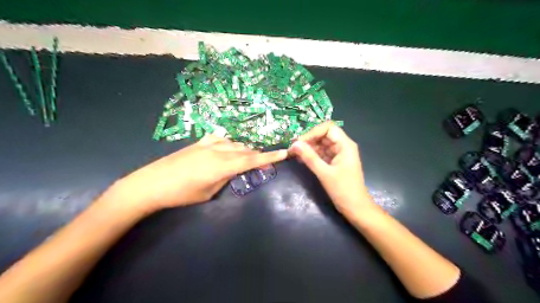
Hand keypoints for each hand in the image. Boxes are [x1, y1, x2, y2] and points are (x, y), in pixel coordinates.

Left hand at [100, 135, 286, 214]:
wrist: (150, 184)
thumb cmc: (181, 195)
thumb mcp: (208, 192)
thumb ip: (225, 178)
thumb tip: (235, 170)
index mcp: (222, 166)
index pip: (252, 160)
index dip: (270, 157)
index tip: (284, 153)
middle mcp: (218, 151)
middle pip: (245, 150)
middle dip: (257, 156)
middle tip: (264, 164)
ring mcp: (207, 145)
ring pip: (234, 143)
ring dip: (244, 150)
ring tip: (246, 159)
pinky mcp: (198, 143)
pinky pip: (220, 139)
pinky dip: (229, 143)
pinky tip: (227, 148)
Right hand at [288, 121, 373, 216]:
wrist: (355, 208)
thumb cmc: (343, 190)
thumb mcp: (324, 173)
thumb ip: (309, 157)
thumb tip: (294, 144)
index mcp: (345, 145)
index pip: (328, 128)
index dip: (313, 132)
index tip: (299, 142)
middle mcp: (343, 146)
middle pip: (324, 135)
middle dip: (308, 140)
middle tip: (293, 148)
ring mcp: (338, 154)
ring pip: (321, 144)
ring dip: (308, 148)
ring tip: (294, 154)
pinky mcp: (334, 162)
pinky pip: (321, 154)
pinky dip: (311, 155)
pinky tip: (301, 159)